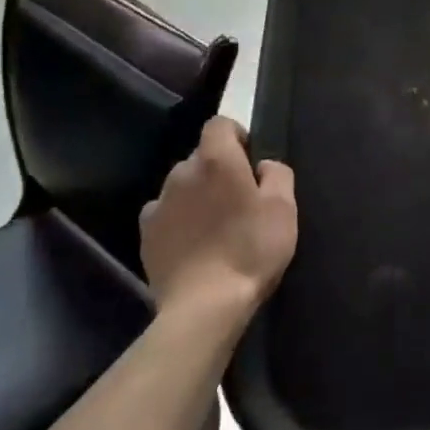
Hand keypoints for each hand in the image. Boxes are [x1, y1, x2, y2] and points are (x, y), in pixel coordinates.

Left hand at [141, 119, 296, 318]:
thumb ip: (277, 173)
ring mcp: (159, 203)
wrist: (205, 306)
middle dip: (218, 170)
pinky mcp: (146, 234)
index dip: (236, 136)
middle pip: (201, 157)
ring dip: (197, 195)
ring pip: (182, 185)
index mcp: (216, 159)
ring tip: (215, 227)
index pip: (219, 124)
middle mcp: (181, 172)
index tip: (250, 162)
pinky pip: (165, 213)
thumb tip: (262, 166)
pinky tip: (193, 244)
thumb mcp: (284, 208)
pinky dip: (178, 220)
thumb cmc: (251, 249)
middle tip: (239, 201)